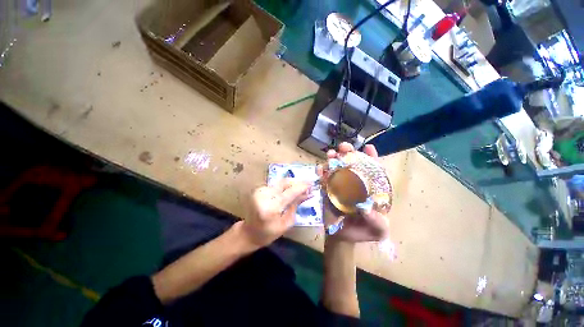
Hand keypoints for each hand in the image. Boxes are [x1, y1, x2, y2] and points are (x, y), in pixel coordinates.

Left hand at [240, 178, 310, 247]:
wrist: (248, 233)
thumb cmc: (268, 233)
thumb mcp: (286, 223)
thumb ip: (295, 206)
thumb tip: (307, 194)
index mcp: (271, 207)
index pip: (290, 192)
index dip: (302, 187)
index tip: (311, 184)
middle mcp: (264, 195)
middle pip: (284, 182)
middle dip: (296, 183)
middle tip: (306, 186)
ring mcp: (260, 191)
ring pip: (280, 183)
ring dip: (290, 185)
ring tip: (298, 190)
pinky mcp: (258, 190)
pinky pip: (275, 186)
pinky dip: (283, 188)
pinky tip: (287, 192)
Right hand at [319, 142, 389, 242]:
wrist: (342, 237)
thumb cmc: (363, 231)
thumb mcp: (377, 230)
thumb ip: (377, 222)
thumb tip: (365, 208)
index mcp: (369, 190)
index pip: (372, 171)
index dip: (371, 158)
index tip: (367, 147)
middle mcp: (354, 184)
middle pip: (352, 165)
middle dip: (348, 153)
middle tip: (343, 147)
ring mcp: (339, 186)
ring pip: (336, 168)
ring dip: (333, 159)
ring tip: (330, 155)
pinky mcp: (327, 190)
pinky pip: (323, 179)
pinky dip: (321, 172)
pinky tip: (319, 169)